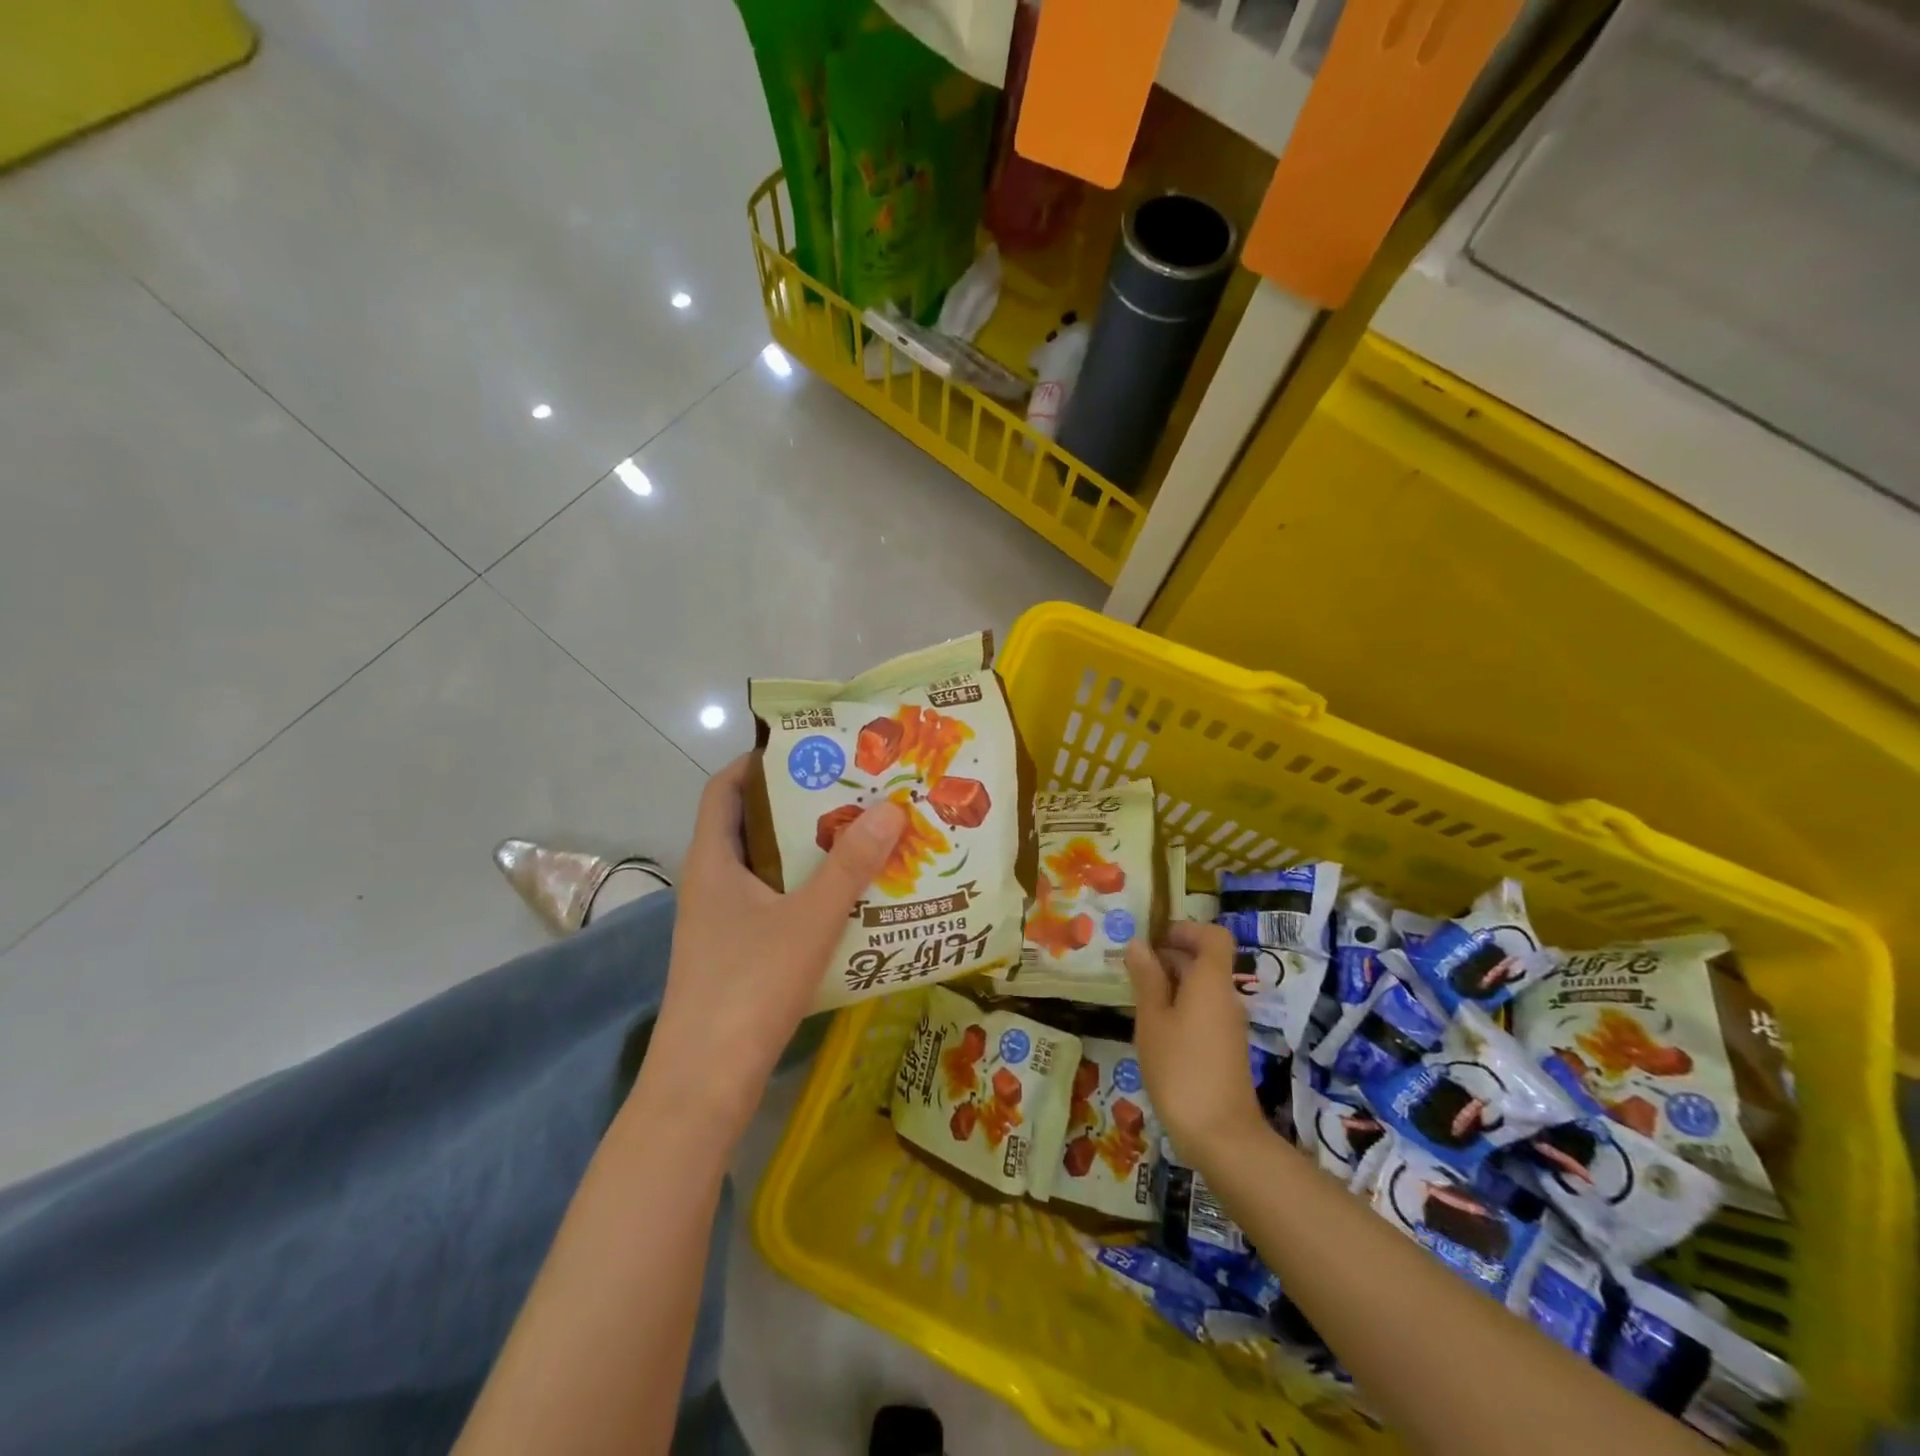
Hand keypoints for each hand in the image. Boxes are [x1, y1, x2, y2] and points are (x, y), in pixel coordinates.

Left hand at [638, 755, 905, 1146]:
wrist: (703, 1085)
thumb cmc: (748, 987)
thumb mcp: (808, 920)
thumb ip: (850, 865)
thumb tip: (890, 808)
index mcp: (713, 861)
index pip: (724, 788)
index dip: (758, 762)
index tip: (809, 750)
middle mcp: (711, 883)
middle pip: (752, 825)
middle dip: (799, 805)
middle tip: (854, 790)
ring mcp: (721, 922)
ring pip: (767, 868)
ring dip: (808, 852)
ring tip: (862, 836)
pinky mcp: (736, 955)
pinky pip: (773, 904)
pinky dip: (806, 891)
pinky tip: (848, 900)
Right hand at [1124, 922, 1267, 1167]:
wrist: (1222, 1136)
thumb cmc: (1180, 1069)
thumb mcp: (1152, 1020)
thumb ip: (1146, 979)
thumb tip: (1139, 945)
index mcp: (1211, 981)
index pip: (1214, 936)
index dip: (1186, 930)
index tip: (1155, 939)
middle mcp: (1226, 996)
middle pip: (1205, 961)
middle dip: (1170, 956)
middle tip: (1132, 968)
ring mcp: (1229, 1024)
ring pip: (1202, 988)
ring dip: (1172, 984)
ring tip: (1137, 998)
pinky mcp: (1226, 1048)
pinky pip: (1204, 1011)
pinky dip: (1181, 1008)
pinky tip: (1154, 1028)